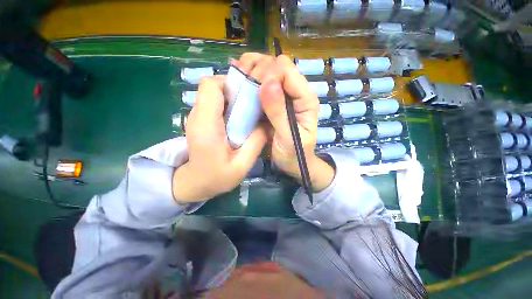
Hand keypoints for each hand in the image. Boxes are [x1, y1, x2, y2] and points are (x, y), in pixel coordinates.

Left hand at [172, 76, 266, 202]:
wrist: (194, 183)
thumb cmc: (215, 177)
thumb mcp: (242, 165)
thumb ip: (256, 143)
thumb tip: (268, 123)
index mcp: (206, 124)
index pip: (211, 86)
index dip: (230, 84)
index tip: (247, 95)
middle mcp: (197, 115)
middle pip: (213, 87)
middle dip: (235, 90)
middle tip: (251, 106)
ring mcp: (197, 116)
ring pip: (214, 94)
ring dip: (232, 98)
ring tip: (247, 114)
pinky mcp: (200, 120)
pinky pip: (214, 103)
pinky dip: (228, 106)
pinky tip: (238, 121)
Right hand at [238, 53, 334, 191]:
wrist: (293, 163)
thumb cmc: (293, 154)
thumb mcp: (288, 138)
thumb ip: (279, 113)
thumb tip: (268, 82)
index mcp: (305, 99)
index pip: (287, 70)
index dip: (268, 74)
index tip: (255, 90)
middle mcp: (296, 91)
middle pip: (277, 64)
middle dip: (258, 69)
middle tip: (243, 84)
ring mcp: (285, 94)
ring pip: (268, 68)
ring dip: (252, 69)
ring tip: (240, 77)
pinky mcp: (274, 100)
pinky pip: (262, 80)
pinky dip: (250, 76)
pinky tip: (239, 78)